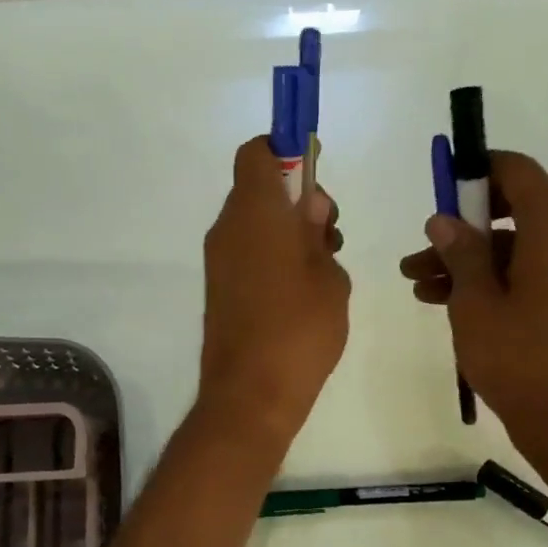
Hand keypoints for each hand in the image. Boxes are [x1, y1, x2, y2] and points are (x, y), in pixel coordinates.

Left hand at [198, 137, 350, 448]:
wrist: (250, 394)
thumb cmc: (299, 328)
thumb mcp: (329, 276)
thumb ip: (318, 233)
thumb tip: (309, 205)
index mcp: (255, 210)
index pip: (257, 153)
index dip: (284, 152)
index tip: (315, 177)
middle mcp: (228, 227)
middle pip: (258, 189)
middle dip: (295, 200)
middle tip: (329, 235)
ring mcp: (218, 260)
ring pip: (254, 224)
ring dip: (286, 231)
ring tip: (322, 270)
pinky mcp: (218, 289)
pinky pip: (246, 253)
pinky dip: (272, 256)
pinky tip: (300, 293)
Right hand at [399, 151, 547, 469]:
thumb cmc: (519, 359)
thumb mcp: (475, 303)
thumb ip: (460, 252)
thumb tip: (444, 220)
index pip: (518, 172)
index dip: (477, 170)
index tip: (441, 187)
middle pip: (514, 210)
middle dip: (462, 226)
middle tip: (422, 247)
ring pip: (515, 245)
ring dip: (467, 258)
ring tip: (416, 282)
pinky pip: (528, 271)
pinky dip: (491, 278)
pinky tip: (443, 300)